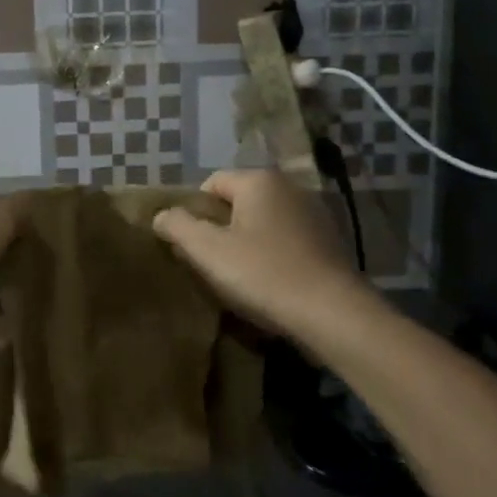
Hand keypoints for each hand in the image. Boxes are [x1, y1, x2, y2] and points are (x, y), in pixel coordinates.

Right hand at [153, 169, 376, 345]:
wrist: (334, 315)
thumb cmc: (263, 274)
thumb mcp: (207, 250)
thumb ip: (177, 225)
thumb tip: (162, 215)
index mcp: (259, 180)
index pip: (211, 184)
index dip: (194, 213)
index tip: (190, 246)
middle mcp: (289, 187)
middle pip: (238, 203)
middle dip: (220, 229)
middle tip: (210, 264)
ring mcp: (315, 214)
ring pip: (263, 223)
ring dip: (247, 244)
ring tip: (239, 278)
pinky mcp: (330, 242)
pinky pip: (286, 241)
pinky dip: (273, 256)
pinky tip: (270, 285)